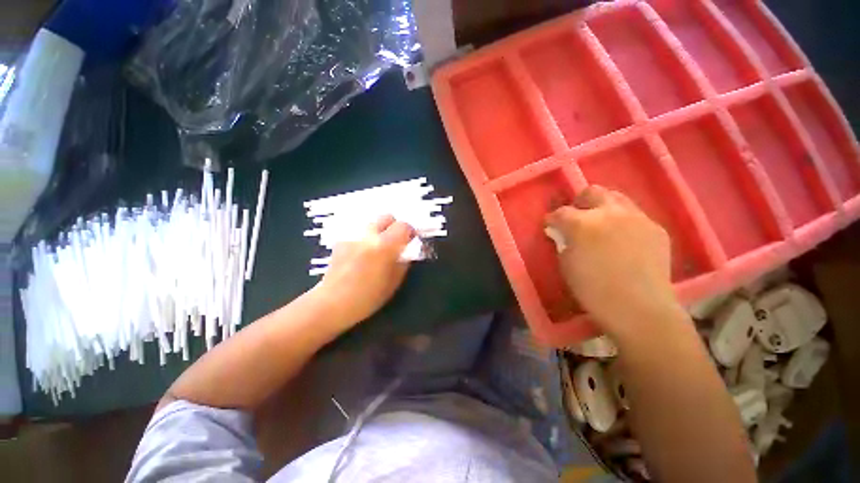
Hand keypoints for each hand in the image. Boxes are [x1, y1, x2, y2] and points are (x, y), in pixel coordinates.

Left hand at [313, 215, 415, 328]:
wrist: (332, 303)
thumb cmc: (367, 297)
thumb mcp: (393, 283)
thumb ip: (403, 263)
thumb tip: (407, 251)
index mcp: (384, 246)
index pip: (402, 225)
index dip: (410, 231)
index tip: (410, 240)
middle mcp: (368, 236)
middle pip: (386, 217)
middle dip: (394, 226)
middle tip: (395, 241)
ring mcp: (353, 237)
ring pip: (371, 224)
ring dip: (379, 231)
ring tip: (377, 248)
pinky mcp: (341, 242)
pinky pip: (359, 233)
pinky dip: (365, 239)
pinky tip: (361, 255)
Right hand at [546, 186, 680, 339]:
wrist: (639, 308)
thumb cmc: (593, 289)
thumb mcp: (566, 265)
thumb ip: (563, 243)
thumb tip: (563, 235)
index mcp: (582, 223)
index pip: (561, 212)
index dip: (552, 219)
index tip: (550, 225)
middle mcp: (610, 213)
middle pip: (592, 192)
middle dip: (579, 201)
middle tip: (576, 216)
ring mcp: (637, 218)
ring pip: (617, 197)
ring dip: (603, 206)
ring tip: (600, 223)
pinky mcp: (656, 228)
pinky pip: (636, 215)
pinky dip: (624, 221)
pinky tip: (623, 238)